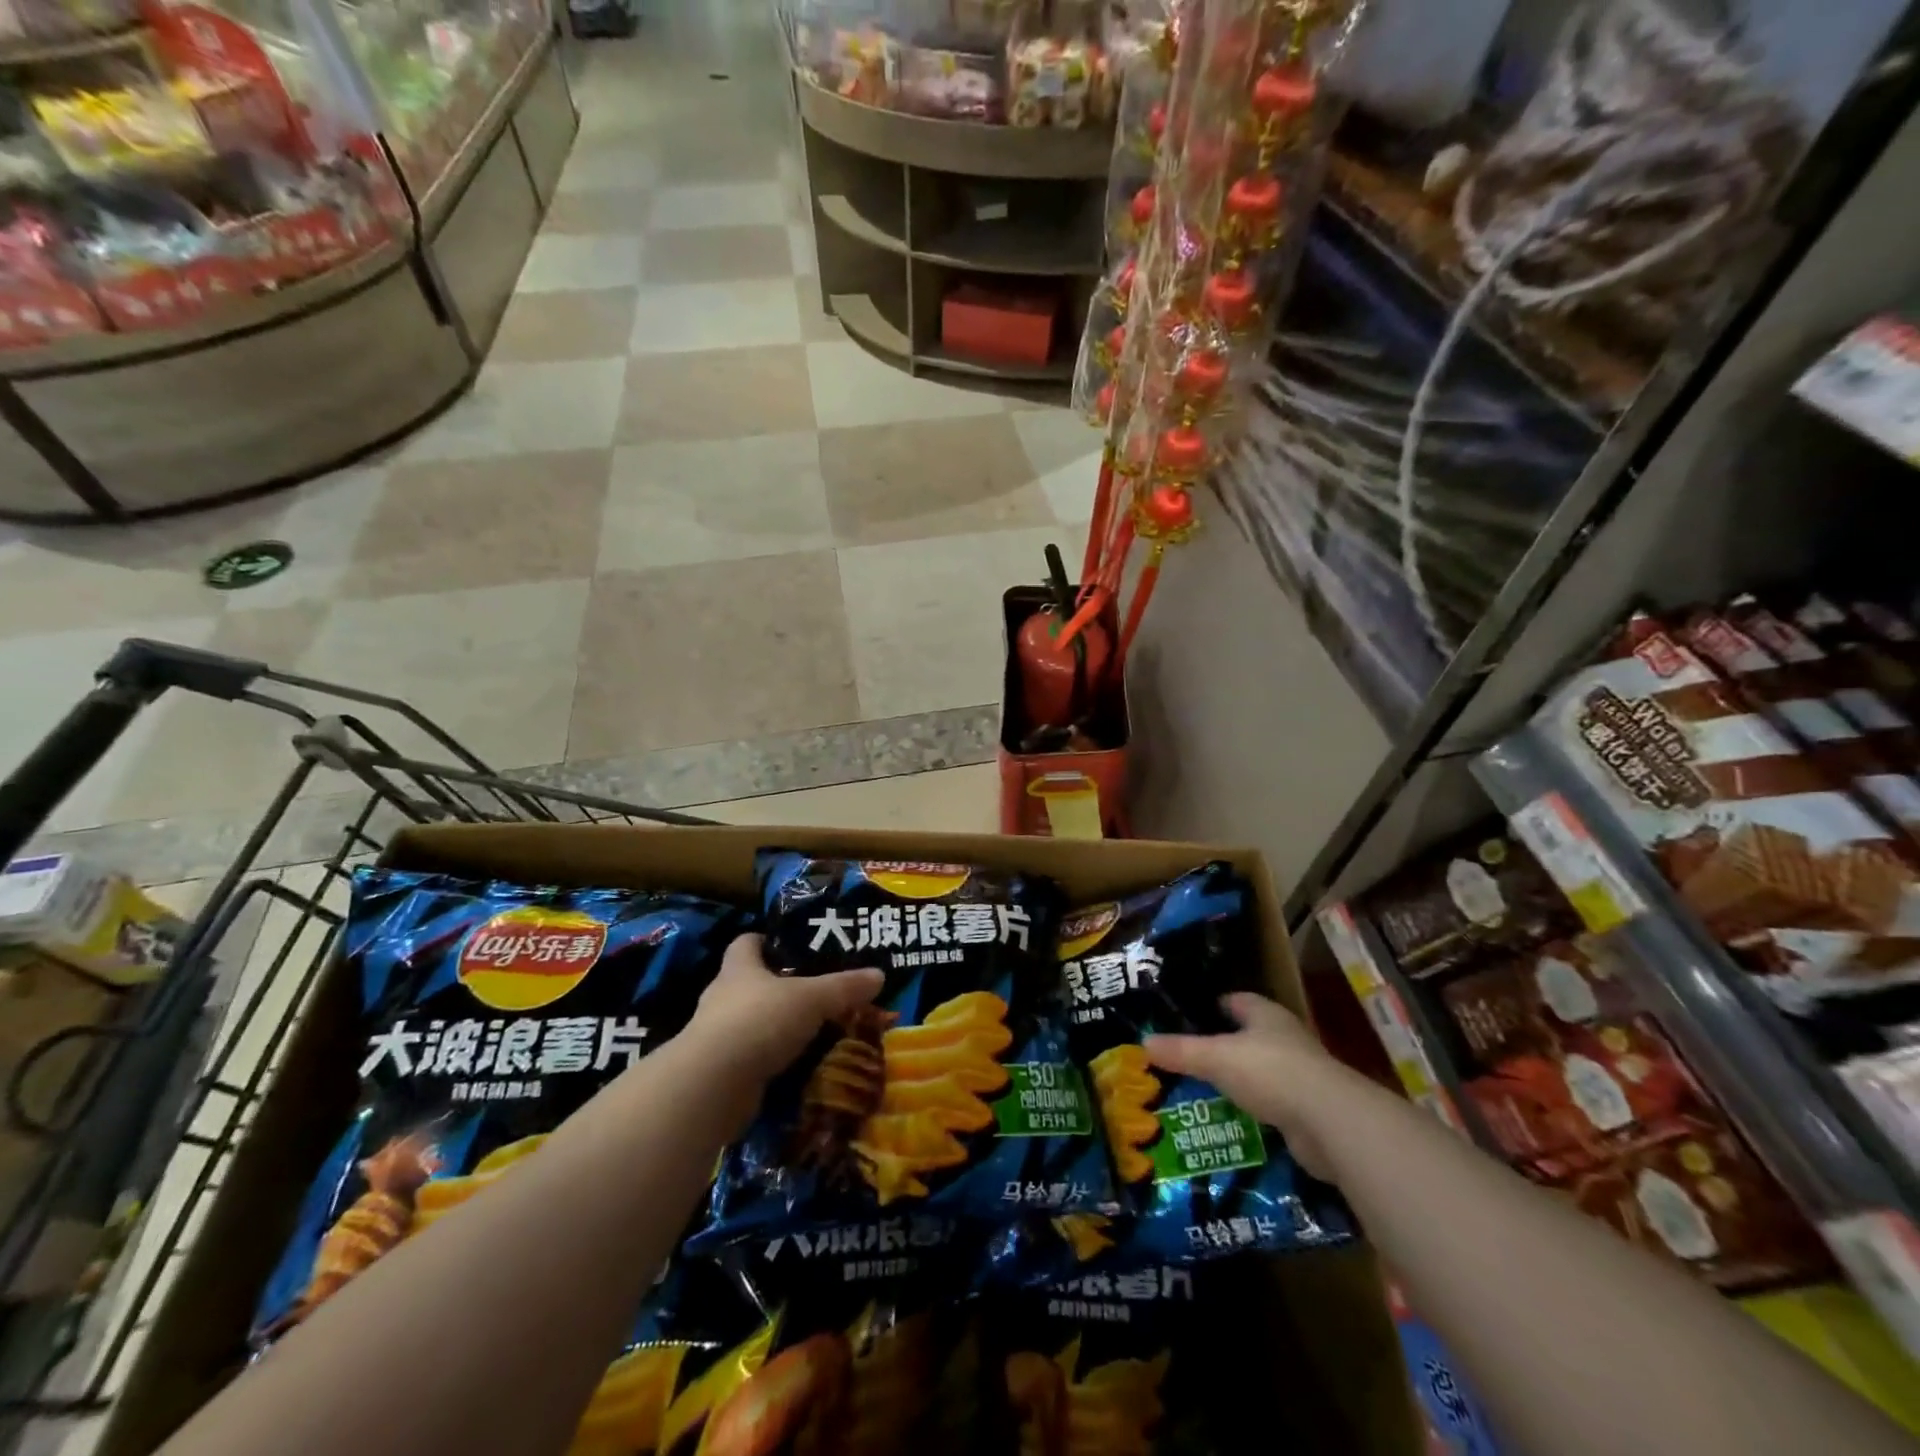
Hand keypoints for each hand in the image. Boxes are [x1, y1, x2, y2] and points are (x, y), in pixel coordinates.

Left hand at [686, 934, 885, 1086]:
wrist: (712, 1086)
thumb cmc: (759, 1021)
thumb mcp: (812, 999)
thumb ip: (844, 987)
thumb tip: (879, 974)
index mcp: (739, 968)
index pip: (746, 942)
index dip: (767, 940)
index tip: (794, 946)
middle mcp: (723, 997)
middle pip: (752, 983)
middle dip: (782, 987)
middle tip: (818, 992)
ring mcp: (719, 1036)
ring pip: (754, 1023)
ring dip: (779, 1027)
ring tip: (816, 1030)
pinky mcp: (722, 1071)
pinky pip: (754, 1058)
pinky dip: (774, 1061)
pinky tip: (801, 1066)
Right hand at [1144, 993, 1346, 1179]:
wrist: (1331, 1123)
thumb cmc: (1271, 1072)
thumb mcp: (1215, 1058)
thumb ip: (1180, 1051)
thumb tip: (1143, 1042)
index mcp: (1265, 1014)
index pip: (1236, 1001)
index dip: (1213, 1006)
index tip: (1188, 1017)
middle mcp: (1285, 1038)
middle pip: (1249, 1035)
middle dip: (1223, 1045)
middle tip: (1188, 1056)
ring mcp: (1301, 1074)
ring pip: (1261, 1071)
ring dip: (1239, 1079)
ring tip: (1204, 1089)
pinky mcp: (1309, 1110)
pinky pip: (1272, 1103)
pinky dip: (1254, 1109)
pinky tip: (1232, 1119)